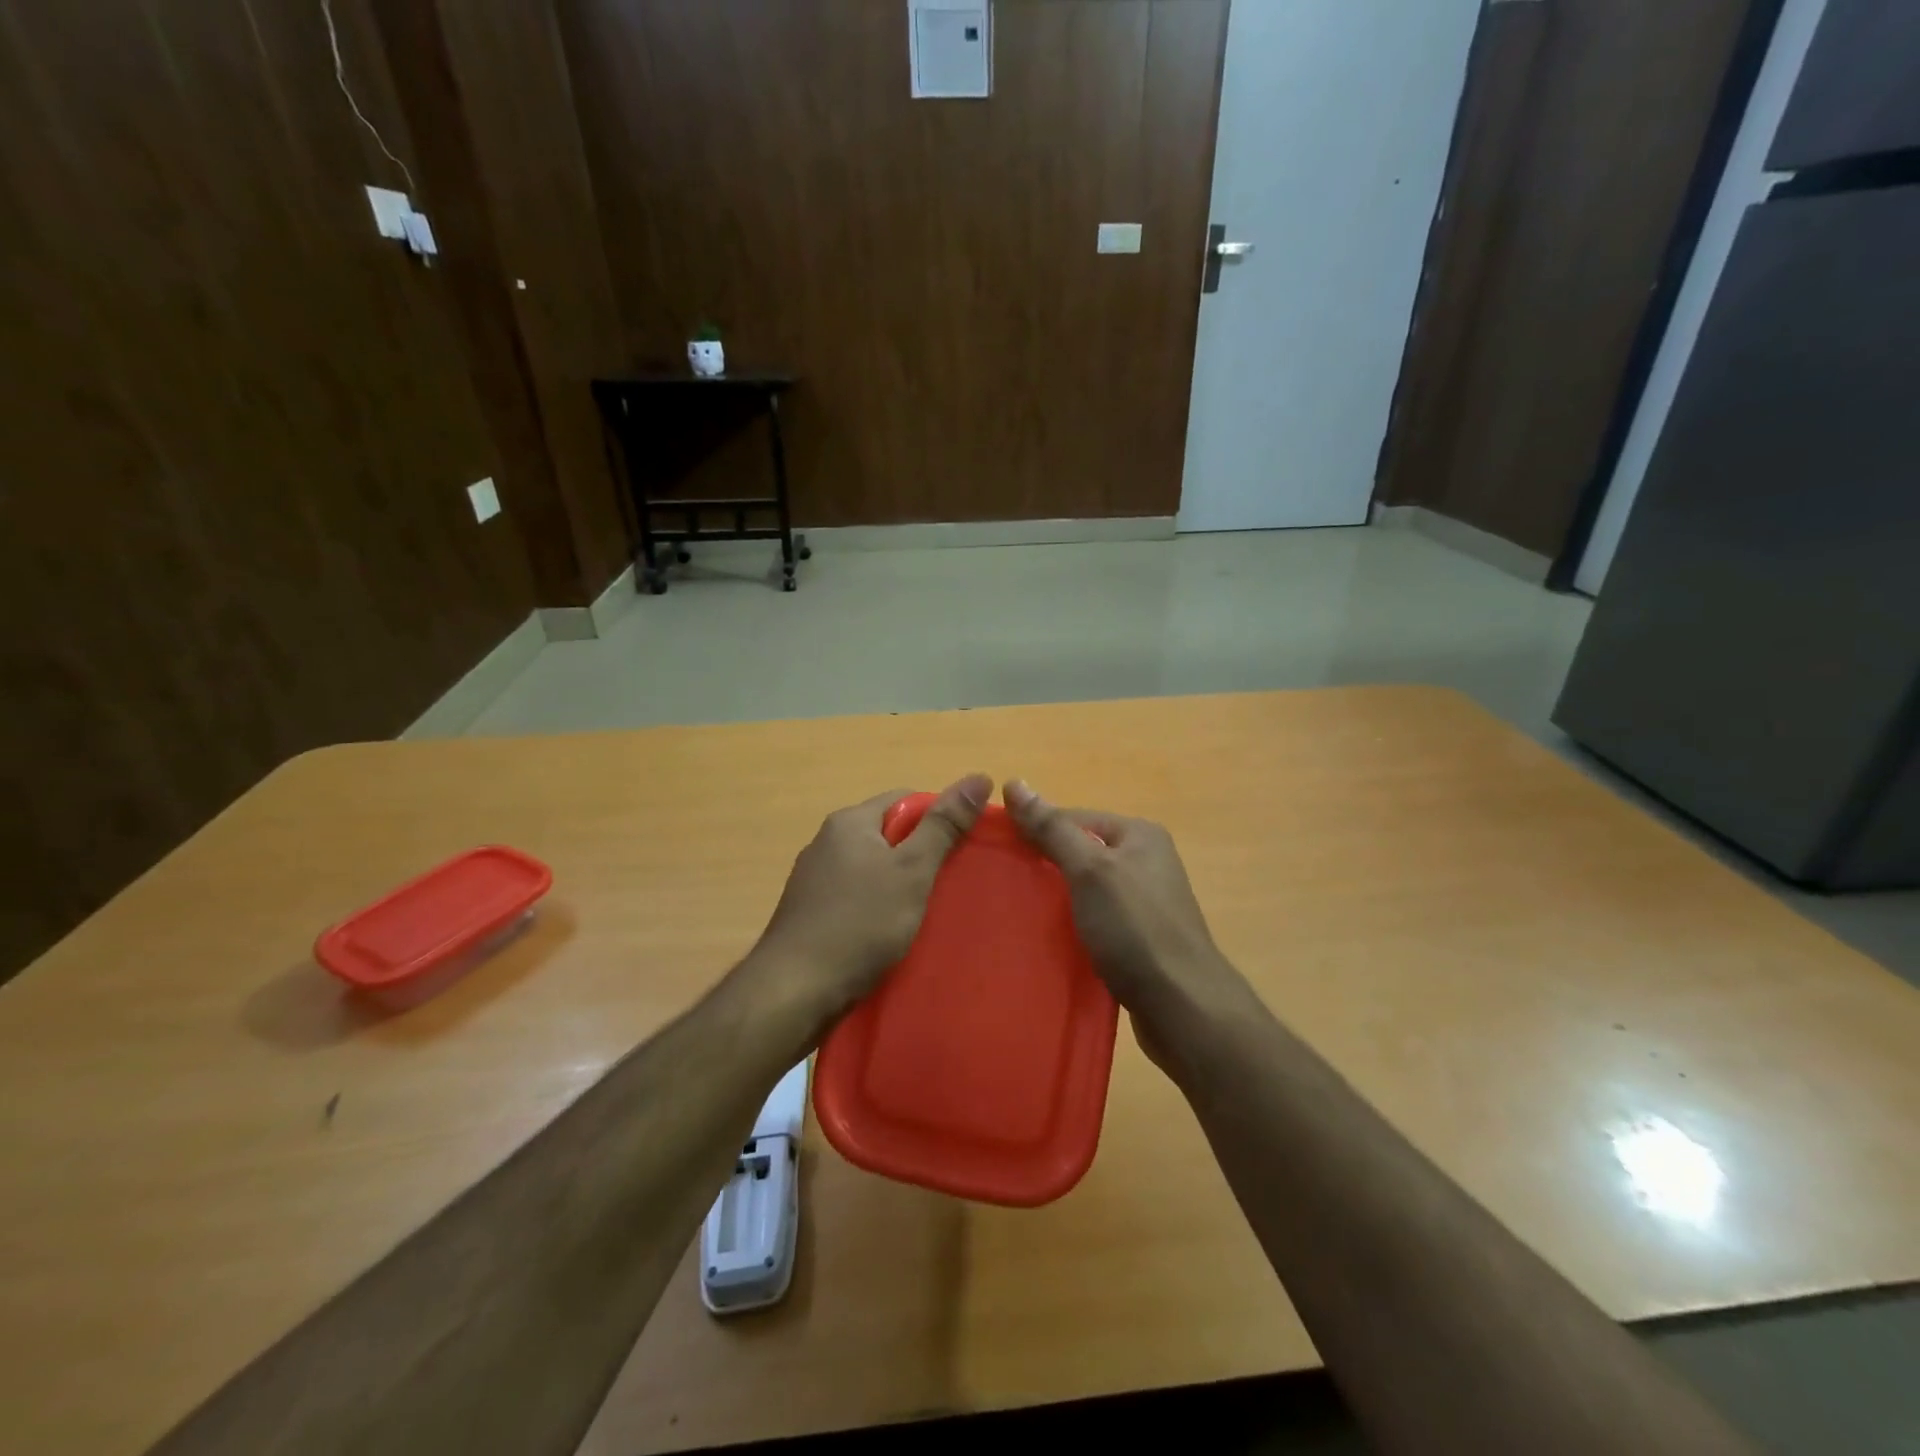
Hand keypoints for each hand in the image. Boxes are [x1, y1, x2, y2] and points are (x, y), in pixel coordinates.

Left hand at [747, 773, 991, 1030]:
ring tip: (926, 912)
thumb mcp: (911, 871)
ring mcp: (814, 879)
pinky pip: (855, 898)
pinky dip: (876, 909)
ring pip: (871, 869)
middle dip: (920, 855)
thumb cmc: (859, 924)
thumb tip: (978, 777)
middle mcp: (826, 842)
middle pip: (887, 834)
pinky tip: (891, 934)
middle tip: (951, 884)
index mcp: (849, 822)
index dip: (939, 819)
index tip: (962, 850)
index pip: (905, 800)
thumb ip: (943, 826)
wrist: (794, 991)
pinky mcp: (810, 914)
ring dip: (899, 885)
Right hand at [1003, 780, 1246, 1055]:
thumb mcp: (1089, 870)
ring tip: (1020, 914)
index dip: (1037, 830)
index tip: (1000, 852)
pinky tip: (1051, 942)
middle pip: (1082, 853)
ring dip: (1058, 900)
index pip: (1075, 817)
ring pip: (1088, 890)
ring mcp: (1147, 902)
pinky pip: (1098, 920)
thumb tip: (1015, 782)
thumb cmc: (1135, 928)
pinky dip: (1074, 927)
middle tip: (1006, 885)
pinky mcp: (1142, 939)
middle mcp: (1148, 862)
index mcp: (1140, 835)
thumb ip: (1052, 828)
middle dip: (1046, 866)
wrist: (1182, 1005)